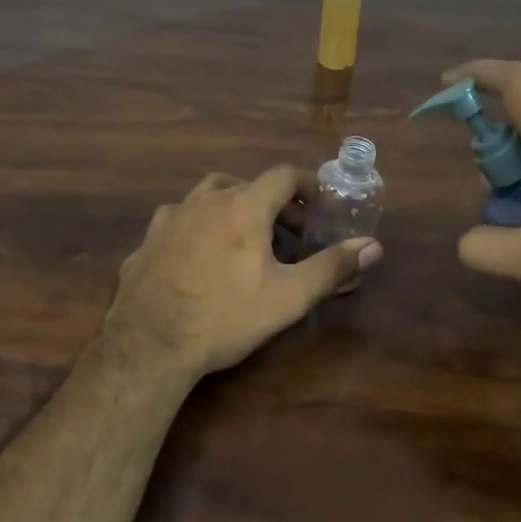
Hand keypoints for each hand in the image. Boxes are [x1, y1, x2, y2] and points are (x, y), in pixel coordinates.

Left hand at [101, 166, 383, 383]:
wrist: (149, 346)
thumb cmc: (226, 317)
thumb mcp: (288, 297)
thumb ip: (331, 267)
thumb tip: (374, 246)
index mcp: (243, 206)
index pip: (282, 175)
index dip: (306, 184)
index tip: (319, 201)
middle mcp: (205, 201)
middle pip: (245, 184)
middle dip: (272, 201)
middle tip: (288, 230)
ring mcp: (170, 218)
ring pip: (207, 197)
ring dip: (231, 207)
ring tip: (243, 238)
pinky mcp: (146, 241)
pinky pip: (179, 223)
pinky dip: (197, 229)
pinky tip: (197, 258)